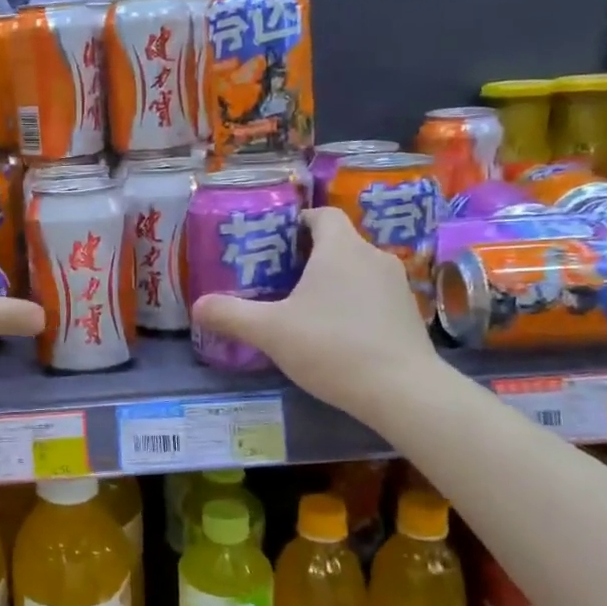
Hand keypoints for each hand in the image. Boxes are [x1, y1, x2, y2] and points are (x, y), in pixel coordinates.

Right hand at [189, 207, 439, 412]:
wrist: (401, 390)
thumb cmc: (331, 346)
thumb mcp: (270, 332)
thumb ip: (230, 315)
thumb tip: (198, 306)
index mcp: (341, 248)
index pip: (323, 215)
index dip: (299, 222)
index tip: (276, 241)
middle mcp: (373, 257)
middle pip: (338, 243)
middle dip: (309, 256)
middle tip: (278, 280)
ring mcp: (397, 286)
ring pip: (357, 270)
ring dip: (333, 282)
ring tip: (304, 309)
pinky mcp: (408, 314)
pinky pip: (373, 296)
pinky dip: (354, 304)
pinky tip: (336, 334)